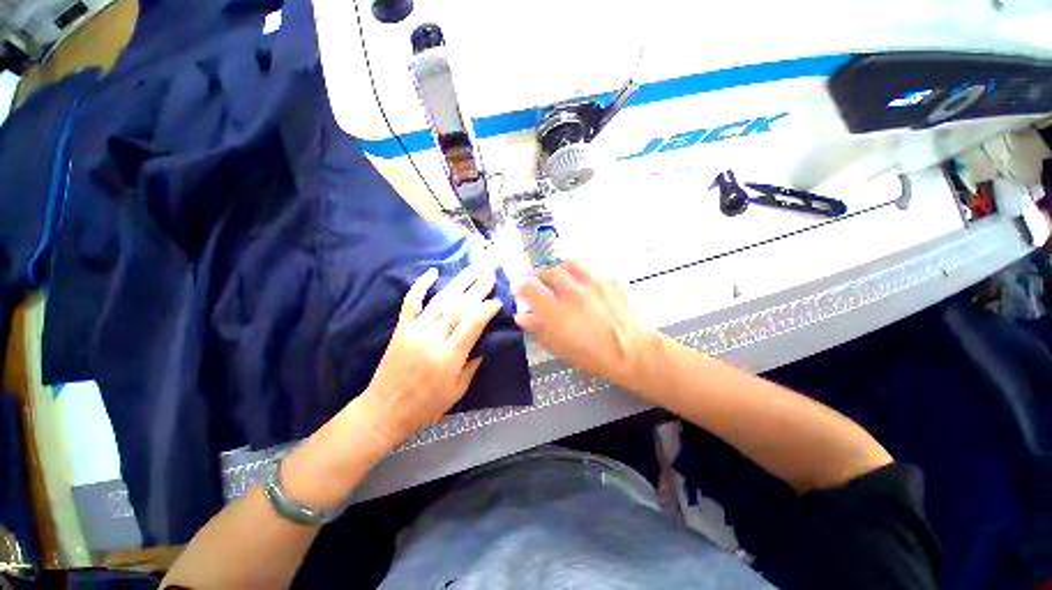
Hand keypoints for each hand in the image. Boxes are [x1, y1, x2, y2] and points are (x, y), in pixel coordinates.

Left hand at [361, 264, 502, 445]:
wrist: (385, 409)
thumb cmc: (427, 405)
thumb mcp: (458, 389)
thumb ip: (473, 363)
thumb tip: (485, 339)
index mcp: (449, 355)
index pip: (472, 323)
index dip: (486, 309)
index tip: (498, 301)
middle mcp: (433, 337)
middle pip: (459, 307)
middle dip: (477, 289)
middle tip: (491, 275)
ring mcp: (415, 329)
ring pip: (441, 300)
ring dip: (459, 282)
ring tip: (474, 269)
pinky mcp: (402, 328)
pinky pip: (411, 301)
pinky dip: (421, 285)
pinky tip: (433, 271)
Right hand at [514, 259, 659, 390]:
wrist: (633, 351)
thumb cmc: (594, 356)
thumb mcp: (560, 348)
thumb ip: (538, 329)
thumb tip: (522, 317)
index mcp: (556, 312)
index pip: (529, 288)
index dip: (520, 285)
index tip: (518, 287)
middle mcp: (572, 292)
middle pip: (547, 272)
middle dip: (537, 275)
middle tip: (536, 282)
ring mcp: (592, 282)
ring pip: (568, 264)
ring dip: (558, 268)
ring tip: (558, 276)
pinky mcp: (608, 279)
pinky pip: (589, 269)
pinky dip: (581, 273)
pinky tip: (583, 282)